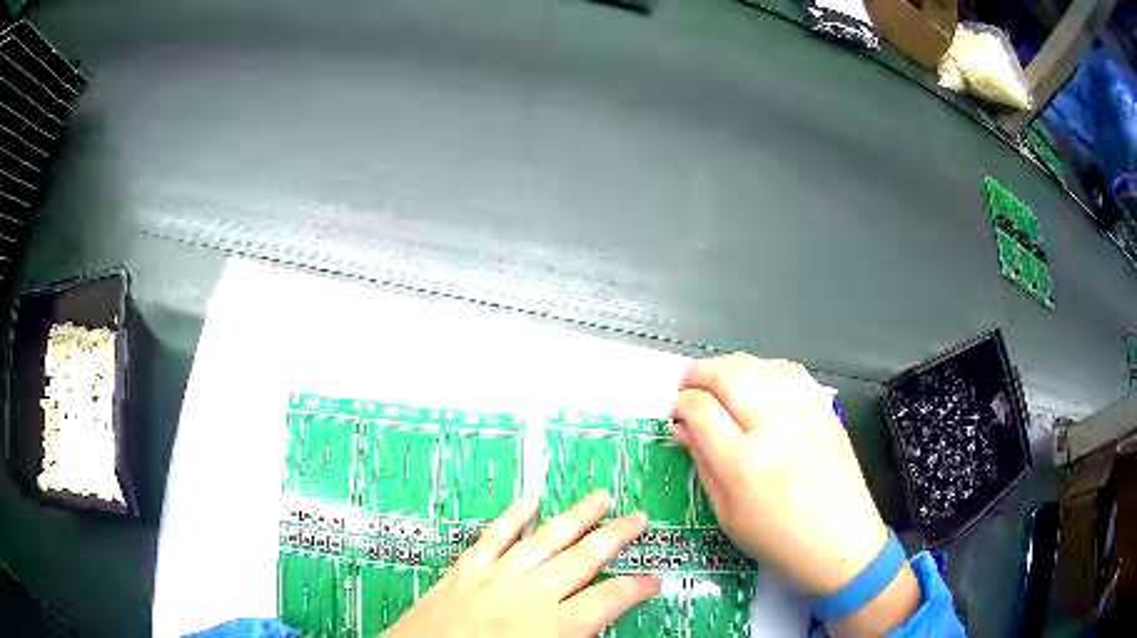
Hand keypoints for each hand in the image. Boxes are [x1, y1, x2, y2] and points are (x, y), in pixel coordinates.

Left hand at [386, 491, 659, 637]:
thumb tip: (597, 627)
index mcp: (555, 626)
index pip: (611, 599)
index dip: (637, 588)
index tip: (654, 580)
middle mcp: (531, 594)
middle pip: (584, 557)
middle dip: (617, 536)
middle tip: (639, 517)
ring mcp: (495, 577)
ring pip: (545, 538)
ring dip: (576, 517)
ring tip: (600, 498)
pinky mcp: (464, 572)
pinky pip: (493, 537)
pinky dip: (512, 518)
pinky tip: (528, 502)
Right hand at [672, 354, 918, 635]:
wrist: (839, 539)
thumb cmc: (776, 537)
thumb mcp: (727, 512)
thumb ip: (702, 464)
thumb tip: (682, 428)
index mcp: (742, 462)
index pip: (701, 408)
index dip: (682, 404)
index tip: (678, 412)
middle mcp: (773, 427)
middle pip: (727, 375)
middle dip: (699, 374)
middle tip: (689, 386)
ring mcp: (804, 412)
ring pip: (758, 364)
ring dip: (730, 367)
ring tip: (720, 382)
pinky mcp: (824, 408)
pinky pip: (790, 370)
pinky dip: (766, 368)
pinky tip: (761, 383)